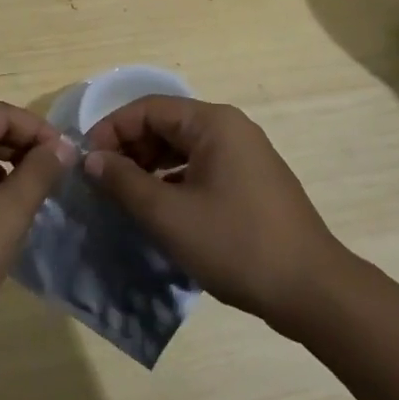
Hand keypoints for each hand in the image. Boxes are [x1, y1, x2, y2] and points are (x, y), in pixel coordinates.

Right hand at [84, 96, 343, 334]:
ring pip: (183, 148)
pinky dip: (173, 182)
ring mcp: (245, 155)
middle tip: (102, 182)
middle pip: (166, 124)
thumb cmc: (236, 244)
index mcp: (213, 123)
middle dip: (129, 149)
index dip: (111, 129)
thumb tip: (91, 159)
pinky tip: (158, 210)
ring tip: (124, 197)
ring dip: (149, 167)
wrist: (313, 291)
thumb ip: (125, 182)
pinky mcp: (251, 182)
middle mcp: (230, 128)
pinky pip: (201, 168)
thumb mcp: (169, 215)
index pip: (148, 108)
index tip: (86, 160)